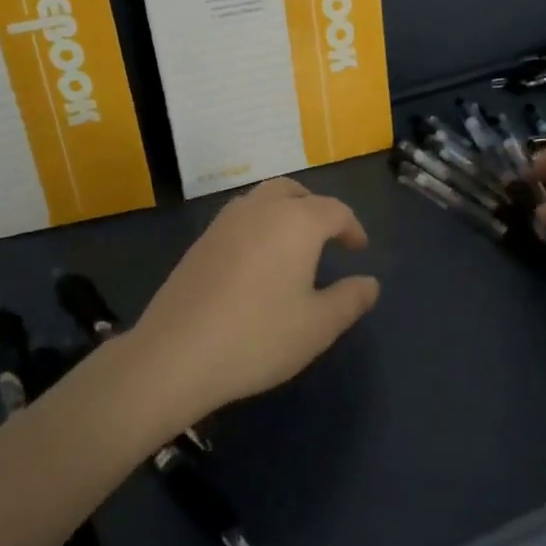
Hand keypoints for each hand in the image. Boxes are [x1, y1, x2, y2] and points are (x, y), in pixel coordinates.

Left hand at [129, 178, 379, 431]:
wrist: (175, 353)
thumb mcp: (318, 326)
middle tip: (327, 236)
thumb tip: (370, 282)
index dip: (352, 228)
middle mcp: (261, 209)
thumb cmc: (258, 337)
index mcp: (296, 222)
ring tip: (293, 246)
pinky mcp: (200, 241)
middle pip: (294, 191)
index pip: (335, 210)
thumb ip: (350, 299)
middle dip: (316, 208)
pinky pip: (240, 218)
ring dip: (284, 212)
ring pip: (262, 200)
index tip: (359, 250)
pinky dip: (258, 226)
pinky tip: (257, 262)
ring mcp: (225, 222)